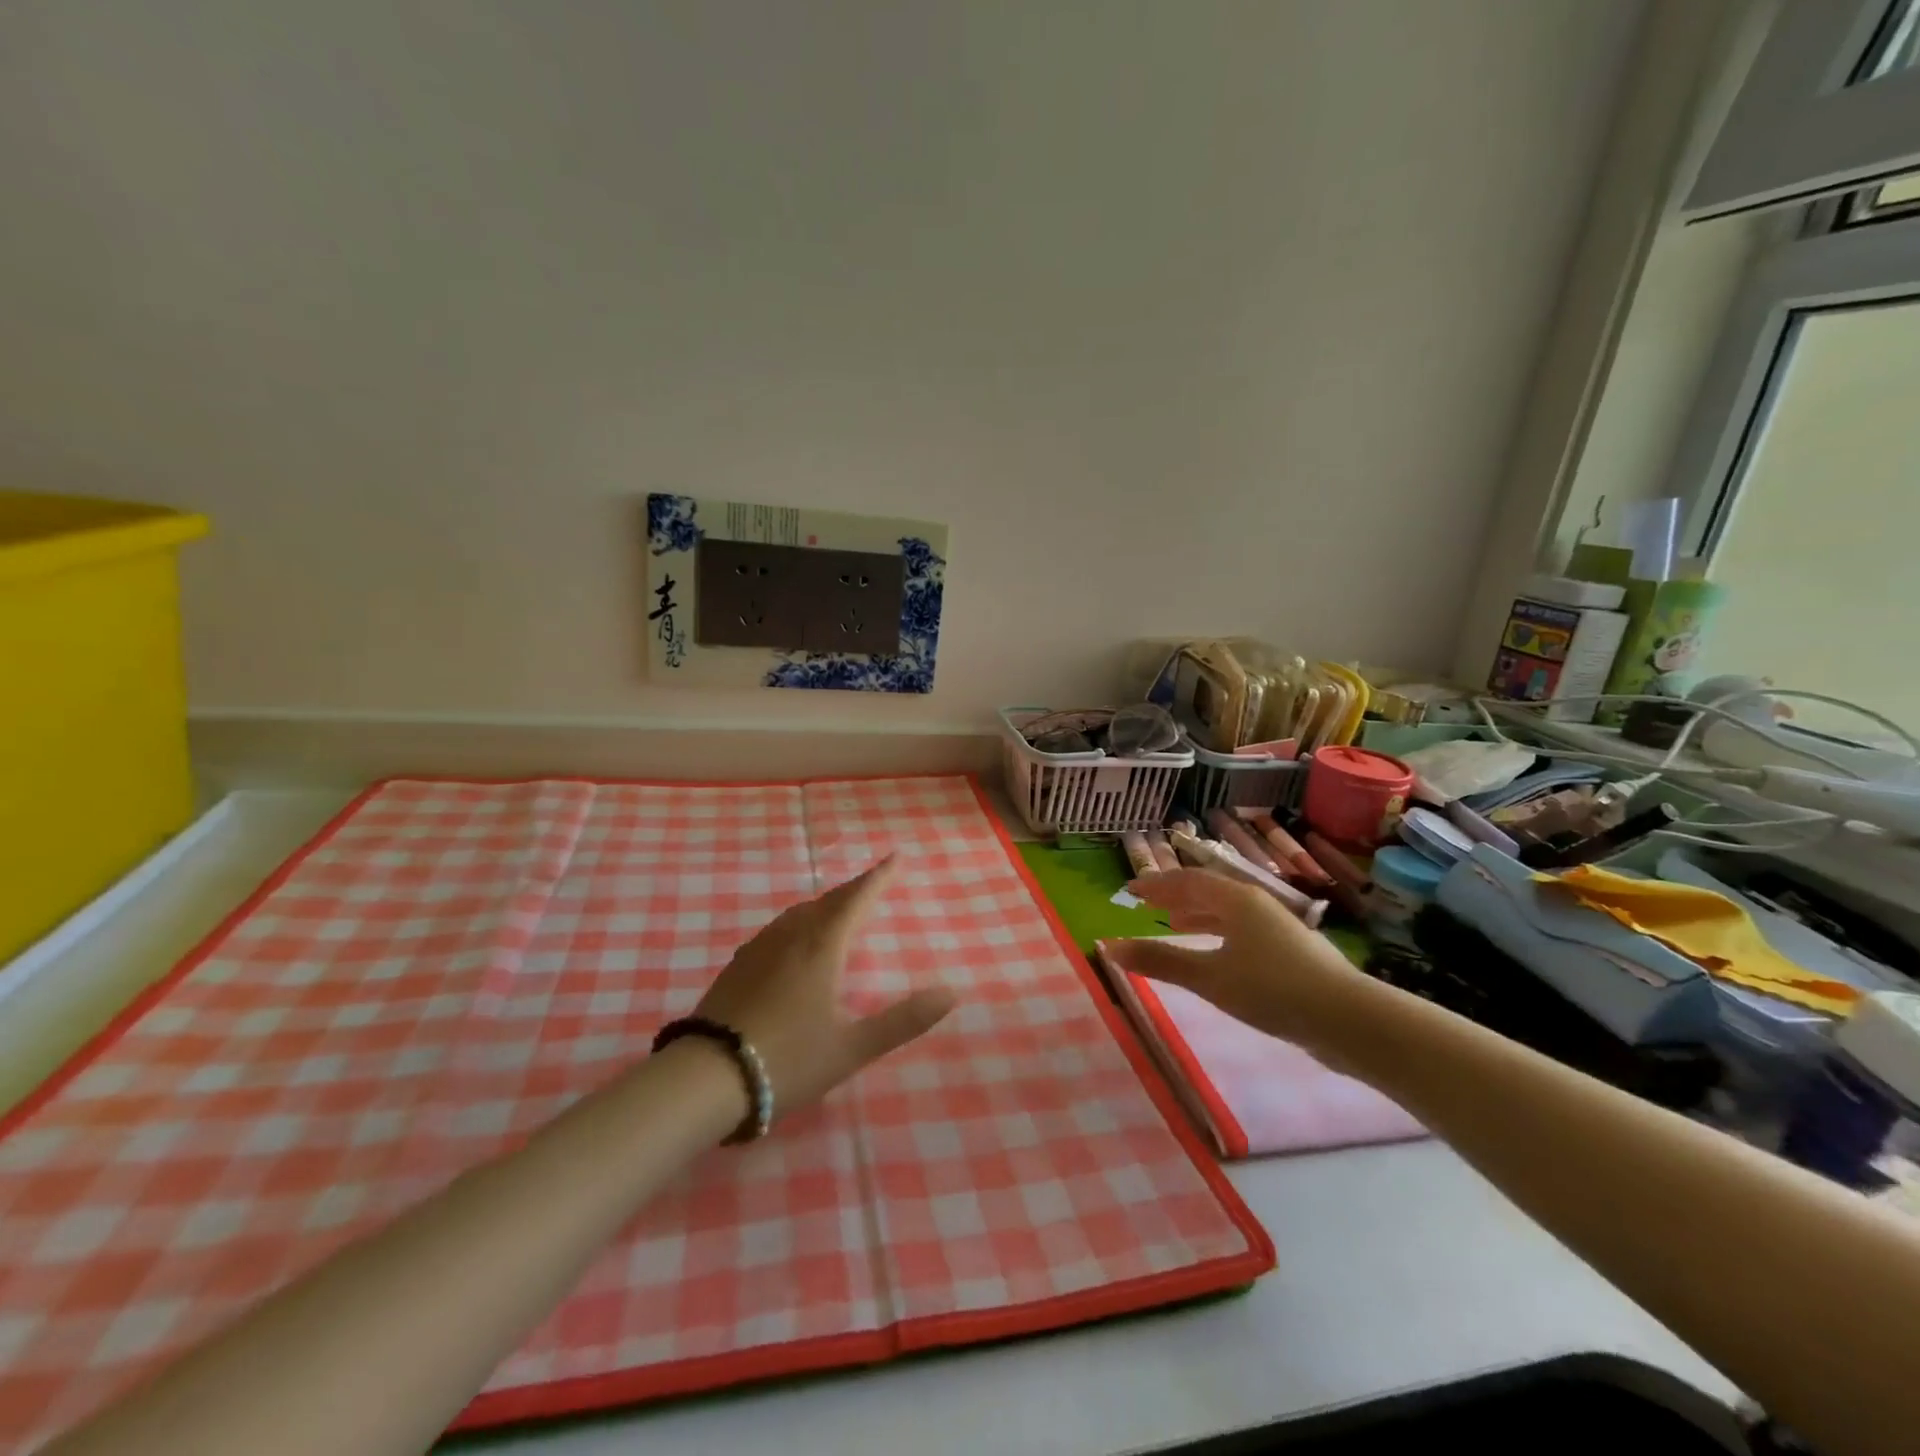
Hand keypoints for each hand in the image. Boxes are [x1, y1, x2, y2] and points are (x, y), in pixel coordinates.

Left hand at [692, 856, 956, 1119]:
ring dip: (825, 904)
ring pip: (799, 913)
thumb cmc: (788, 1060)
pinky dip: (799, 922)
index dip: (879, 878)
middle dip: (854, 889)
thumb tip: (952, 991)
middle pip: (828, 902)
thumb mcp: (853, 1047)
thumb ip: (904, 1020)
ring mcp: (759, 950)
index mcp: (822, 948)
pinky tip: (793, 940)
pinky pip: (778, 929)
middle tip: (873, 881)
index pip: (856, 900)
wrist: (707, 1078)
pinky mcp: (737, 966)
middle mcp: (791, 938)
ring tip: (838, 906)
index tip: (895, 857)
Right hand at [1106, 869, 1365, 1051]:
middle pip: (1208, 891)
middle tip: (1147, 905)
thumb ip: (1160, 961)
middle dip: (1176, 897)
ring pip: (1228, 911)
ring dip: (1198, 915)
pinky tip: (1216, 956)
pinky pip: (1241, 930)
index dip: (1156, 884)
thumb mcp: (1209, 977)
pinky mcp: (1289, 951)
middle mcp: (1256, 904)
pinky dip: (1218, 933)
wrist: (1348, 1019)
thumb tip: (1110, 948)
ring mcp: (1276, 926)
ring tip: (1174, 926)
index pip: (1186, 880)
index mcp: (1236, 899)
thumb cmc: (1272, 990)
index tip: (1129, 890)